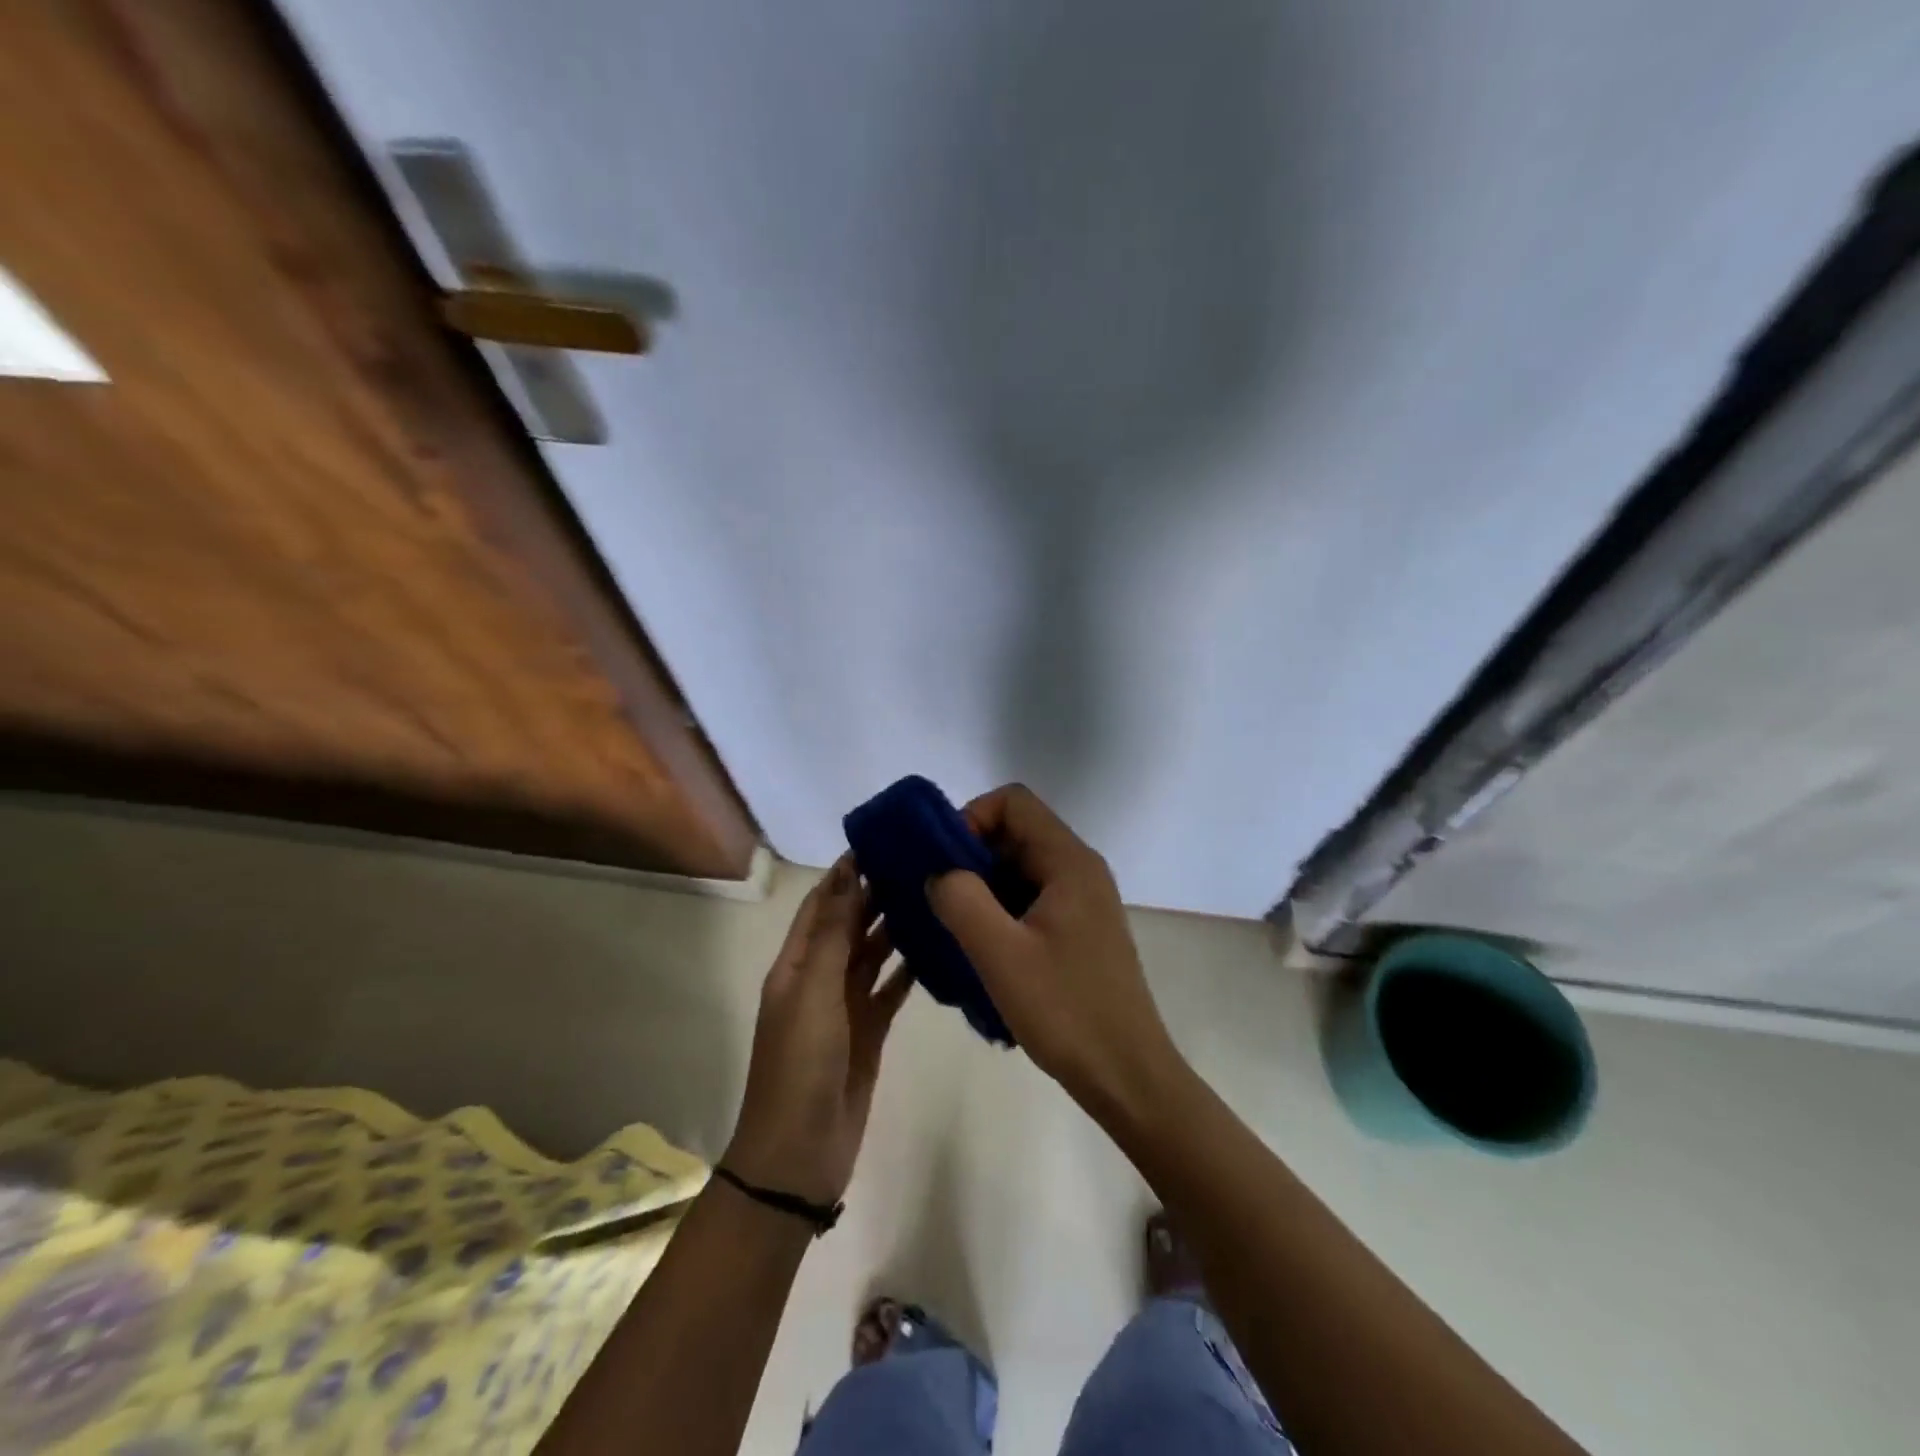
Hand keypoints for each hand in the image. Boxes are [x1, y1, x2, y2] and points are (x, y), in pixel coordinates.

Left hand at [724, 856, 912, 1206]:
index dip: (845, 873)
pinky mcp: (870, 1031)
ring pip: (873, 954)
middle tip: (919, 863)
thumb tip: (846, 872)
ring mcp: (845, 1006)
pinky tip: (935, 948)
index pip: (822, 904)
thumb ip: (834, 933)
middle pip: (850, 925)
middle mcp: (819, 978)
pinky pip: (891, 989)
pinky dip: (908, 969)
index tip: (881, 841)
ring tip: (932, 895)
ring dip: (895, 927)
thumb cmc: (800, 1065)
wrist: (799, 1155)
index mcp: (796, 964)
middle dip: (876, 894)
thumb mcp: (814, 991)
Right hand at [926, 784, 1181, 1117]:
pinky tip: (983, 953)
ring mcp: (1083, 901)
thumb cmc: (1066, 1010)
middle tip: (939, 899)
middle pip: (1015, 834)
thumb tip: (939, 873)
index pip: (1013, 802)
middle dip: (970, 857)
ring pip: (1020, 870)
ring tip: (954, 929)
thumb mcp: (1000, 954)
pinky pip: (1031, 901)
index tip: (944, 862)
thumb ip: (961, 899)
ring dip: (983, 890)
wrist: (1127, 1076)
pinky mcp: (1080, 931)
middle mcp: (1080, 870)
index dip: (971, 818)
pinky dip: (1001, 913)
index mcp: (1069, 861)